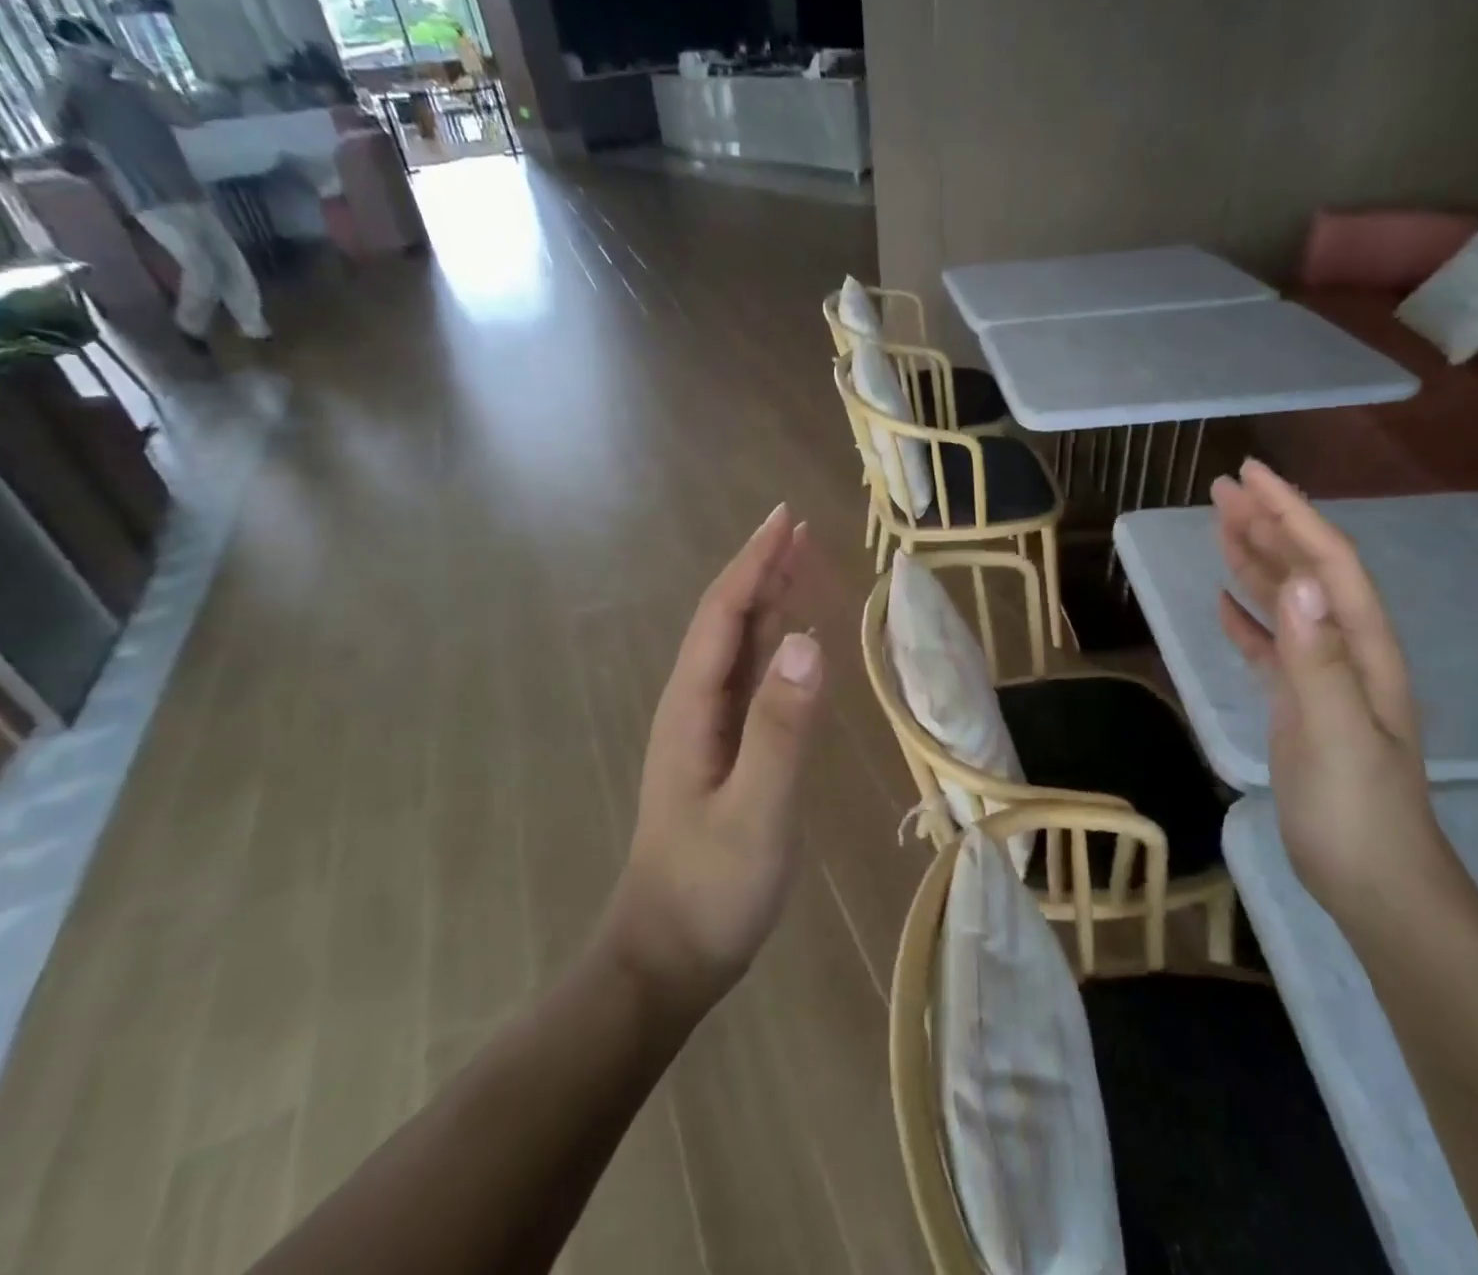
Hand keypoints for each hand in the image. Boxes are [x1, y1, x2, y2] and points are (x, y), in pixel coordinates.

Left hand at [602, 504, 824, 1016]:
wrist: (669, 957)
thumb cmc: (711, 888)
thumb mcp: (756, 812)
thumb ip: (782, 729)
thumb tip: (808, 640)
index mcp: (693, 707)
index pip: (724, 616)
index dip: (754, 563)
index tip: (785, 520)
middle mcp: (696, 707)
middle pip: (729, 621)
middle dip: (762, 570)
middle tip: (800, 529)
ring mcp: (709, 731)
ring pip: (741, 649)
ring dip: (768, 602)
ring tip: (801, 566)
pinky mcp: (727, 754)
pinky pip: (753, 682)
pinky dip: (775, 647)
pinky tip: (795, 643)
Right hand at [1211, 461, 1444, 916]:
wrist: (1373, 881)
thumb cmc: (1356, 811)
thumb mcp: (1335, 734)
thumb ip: (1318, 659)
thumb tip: (1301, 582)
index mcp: (1362, 649)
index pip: (1328, 563)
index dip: (1291, 514)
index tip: (1250, 476)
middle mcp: (1346, 651)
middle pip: (1307, 571)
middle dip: (1269, 523)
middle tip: (1223, 488)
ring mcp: (1323, 678)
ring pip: (1287, 603)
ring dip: (1255, 561)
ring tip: (1219, 526)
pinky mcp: (1299, 703)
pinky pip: (1271, 645)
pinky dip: (1248, 617)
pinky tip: (1224, 603)